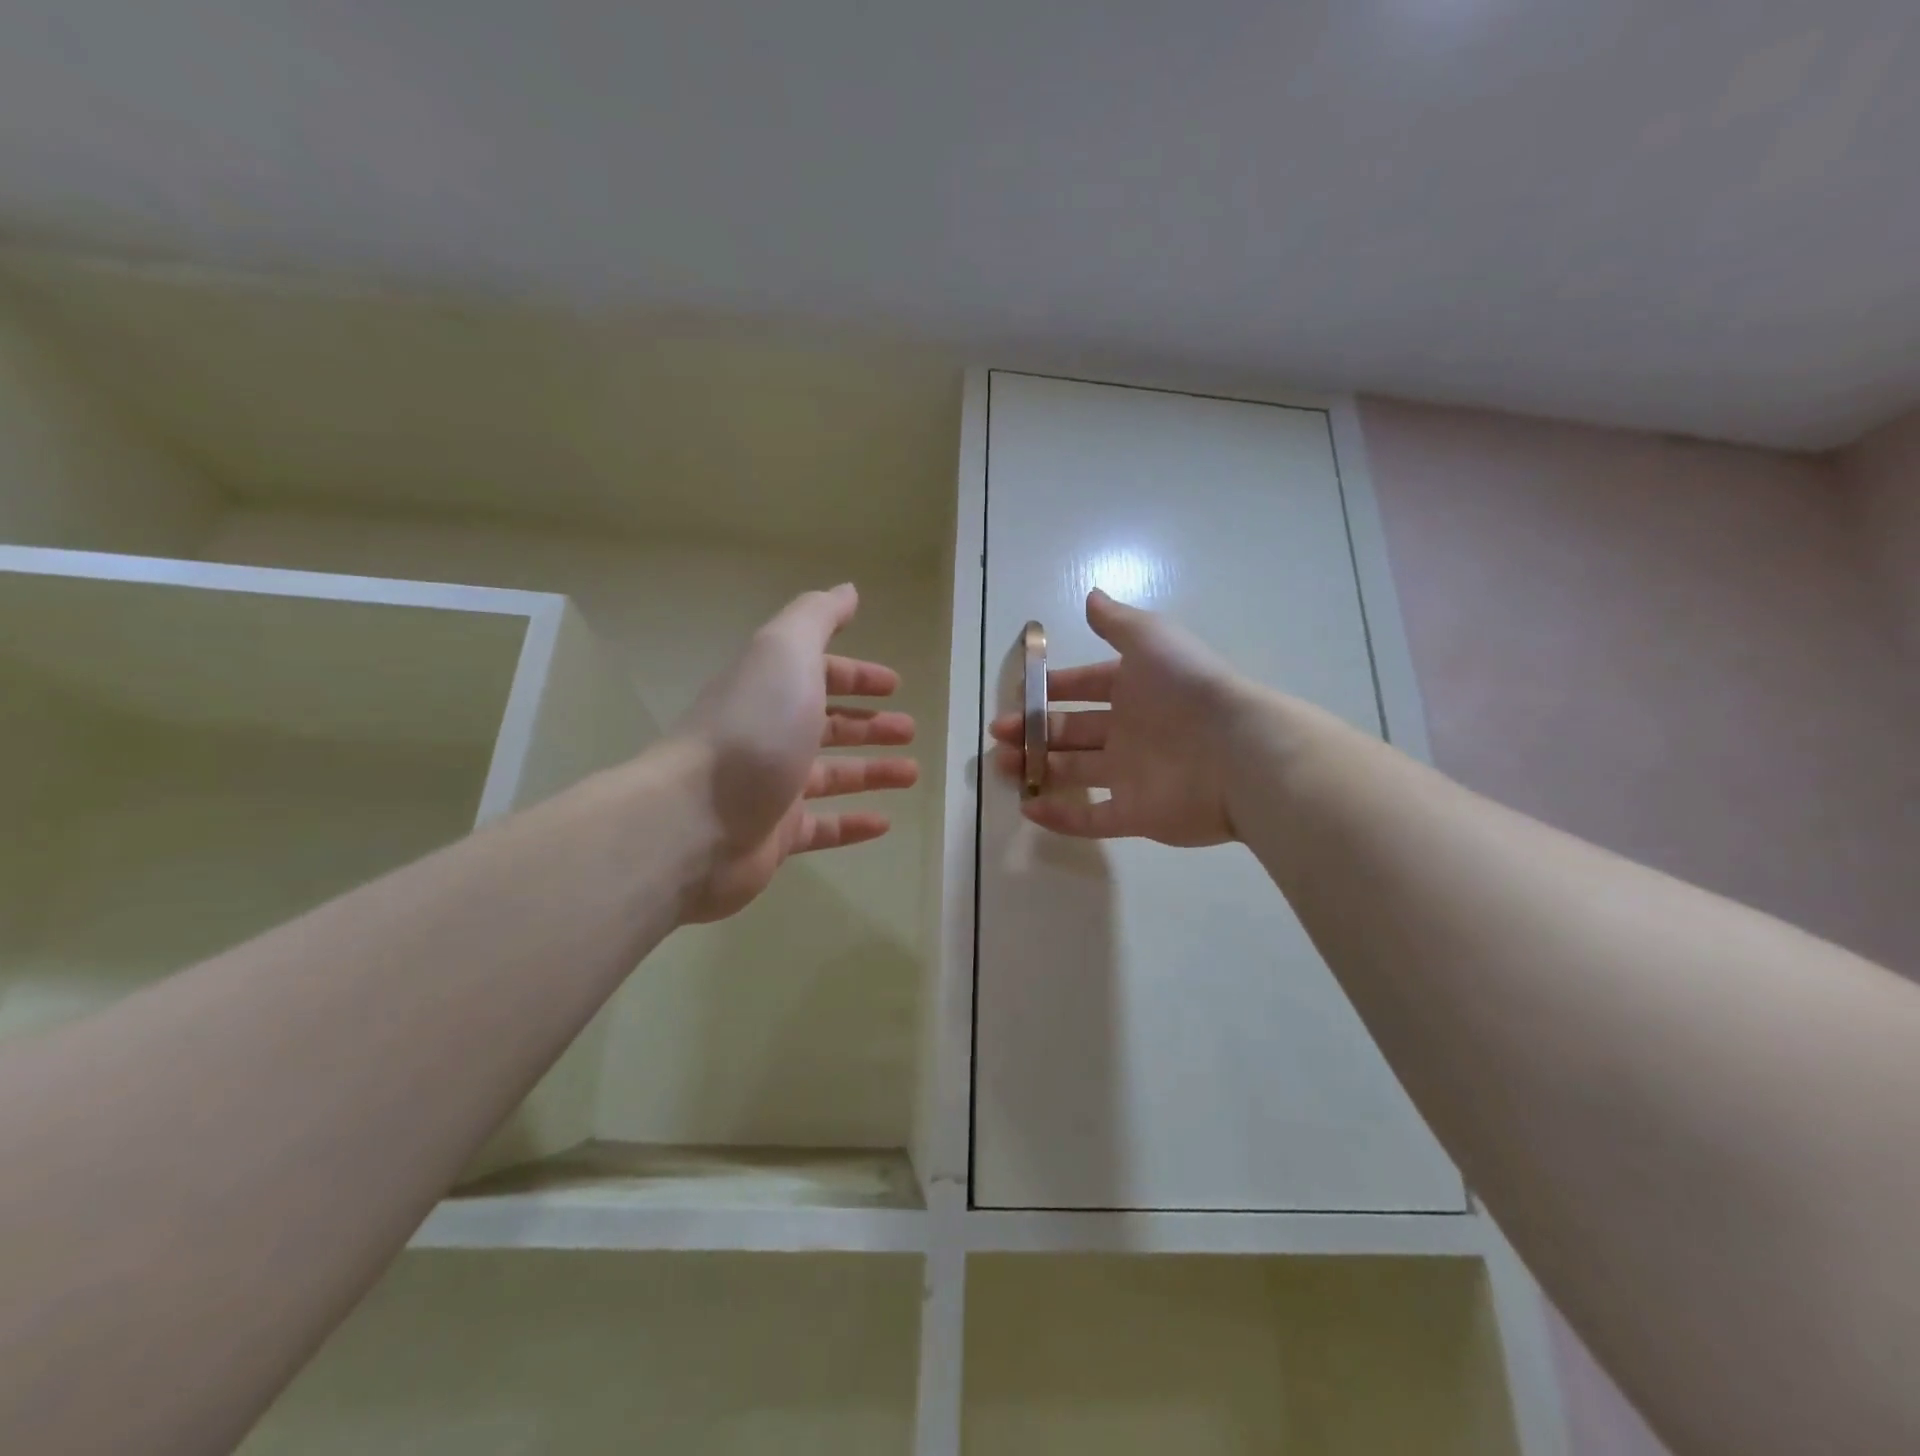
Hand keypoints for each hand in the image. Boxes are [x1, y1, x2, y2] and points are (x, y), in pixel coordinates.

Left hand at [674, 584, 917, 921]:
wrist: (694, 820)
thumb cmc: (752, 730)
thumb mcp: (785, 653)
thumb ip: (817, 617)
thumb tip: (847, 590)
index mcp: (771, 689)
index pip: (818, 674)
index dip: (856, 675)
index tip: (895, 685)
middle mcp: (769, 734)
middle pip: (827, 724)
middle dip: (870, 724)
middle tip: (909, 730)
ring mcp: (771, 786)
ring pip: (832, 775)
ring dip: (872, 771)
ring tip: (911, 773)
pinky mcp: (775, 835)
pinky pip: (823, 827)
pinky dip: (854, 824)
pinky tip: (885, 824)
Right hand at [991, 588, 1247, 844]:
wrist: (1237, 750)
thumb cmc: (1186, 688)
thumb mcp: (1150, 639)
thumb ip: (1117, 622)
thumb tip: (1091, 596)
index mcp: (1134, 690)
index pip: (1084, 687)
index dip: (1052, 689)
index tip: (1019, 694)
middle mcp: (1131, 731)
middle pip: (1073, 731)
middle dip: (1035, 731)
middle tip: (1000, 735)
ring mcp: (1133, 775)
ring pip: (1075, 772)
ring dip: (1038, 768)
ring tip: (1003, 767)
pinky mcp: (1137, 815)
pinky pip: (1092, 818)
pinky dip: (1060, 816)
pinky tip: (1029, 809)